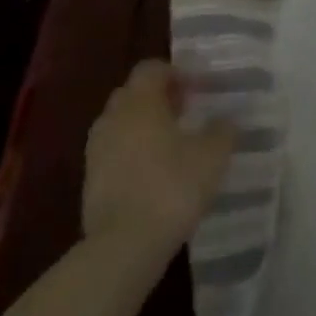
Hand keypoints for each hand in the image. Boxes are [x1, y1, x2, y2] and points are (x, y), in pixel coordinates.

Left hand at [82, 59, 233, 269]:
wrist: (124, 246)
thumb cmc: (173, 186)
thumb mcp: (213, 154)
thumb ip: (222, 129)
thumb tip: (225, 119)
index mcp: (141, 103)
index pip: (151, 69)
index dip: (176, 73)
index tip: (198, 89)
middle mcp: (113, 119)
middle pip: (132, 94)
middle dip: (158, 98)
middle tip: (186, 112)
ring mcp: (96, 152)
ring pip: (121, 124)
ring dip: (143, 126)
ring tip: (172, 144)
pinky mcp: (90, 183)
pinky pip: (114, 153)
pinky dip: (132, 153)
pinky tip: (155, 172)